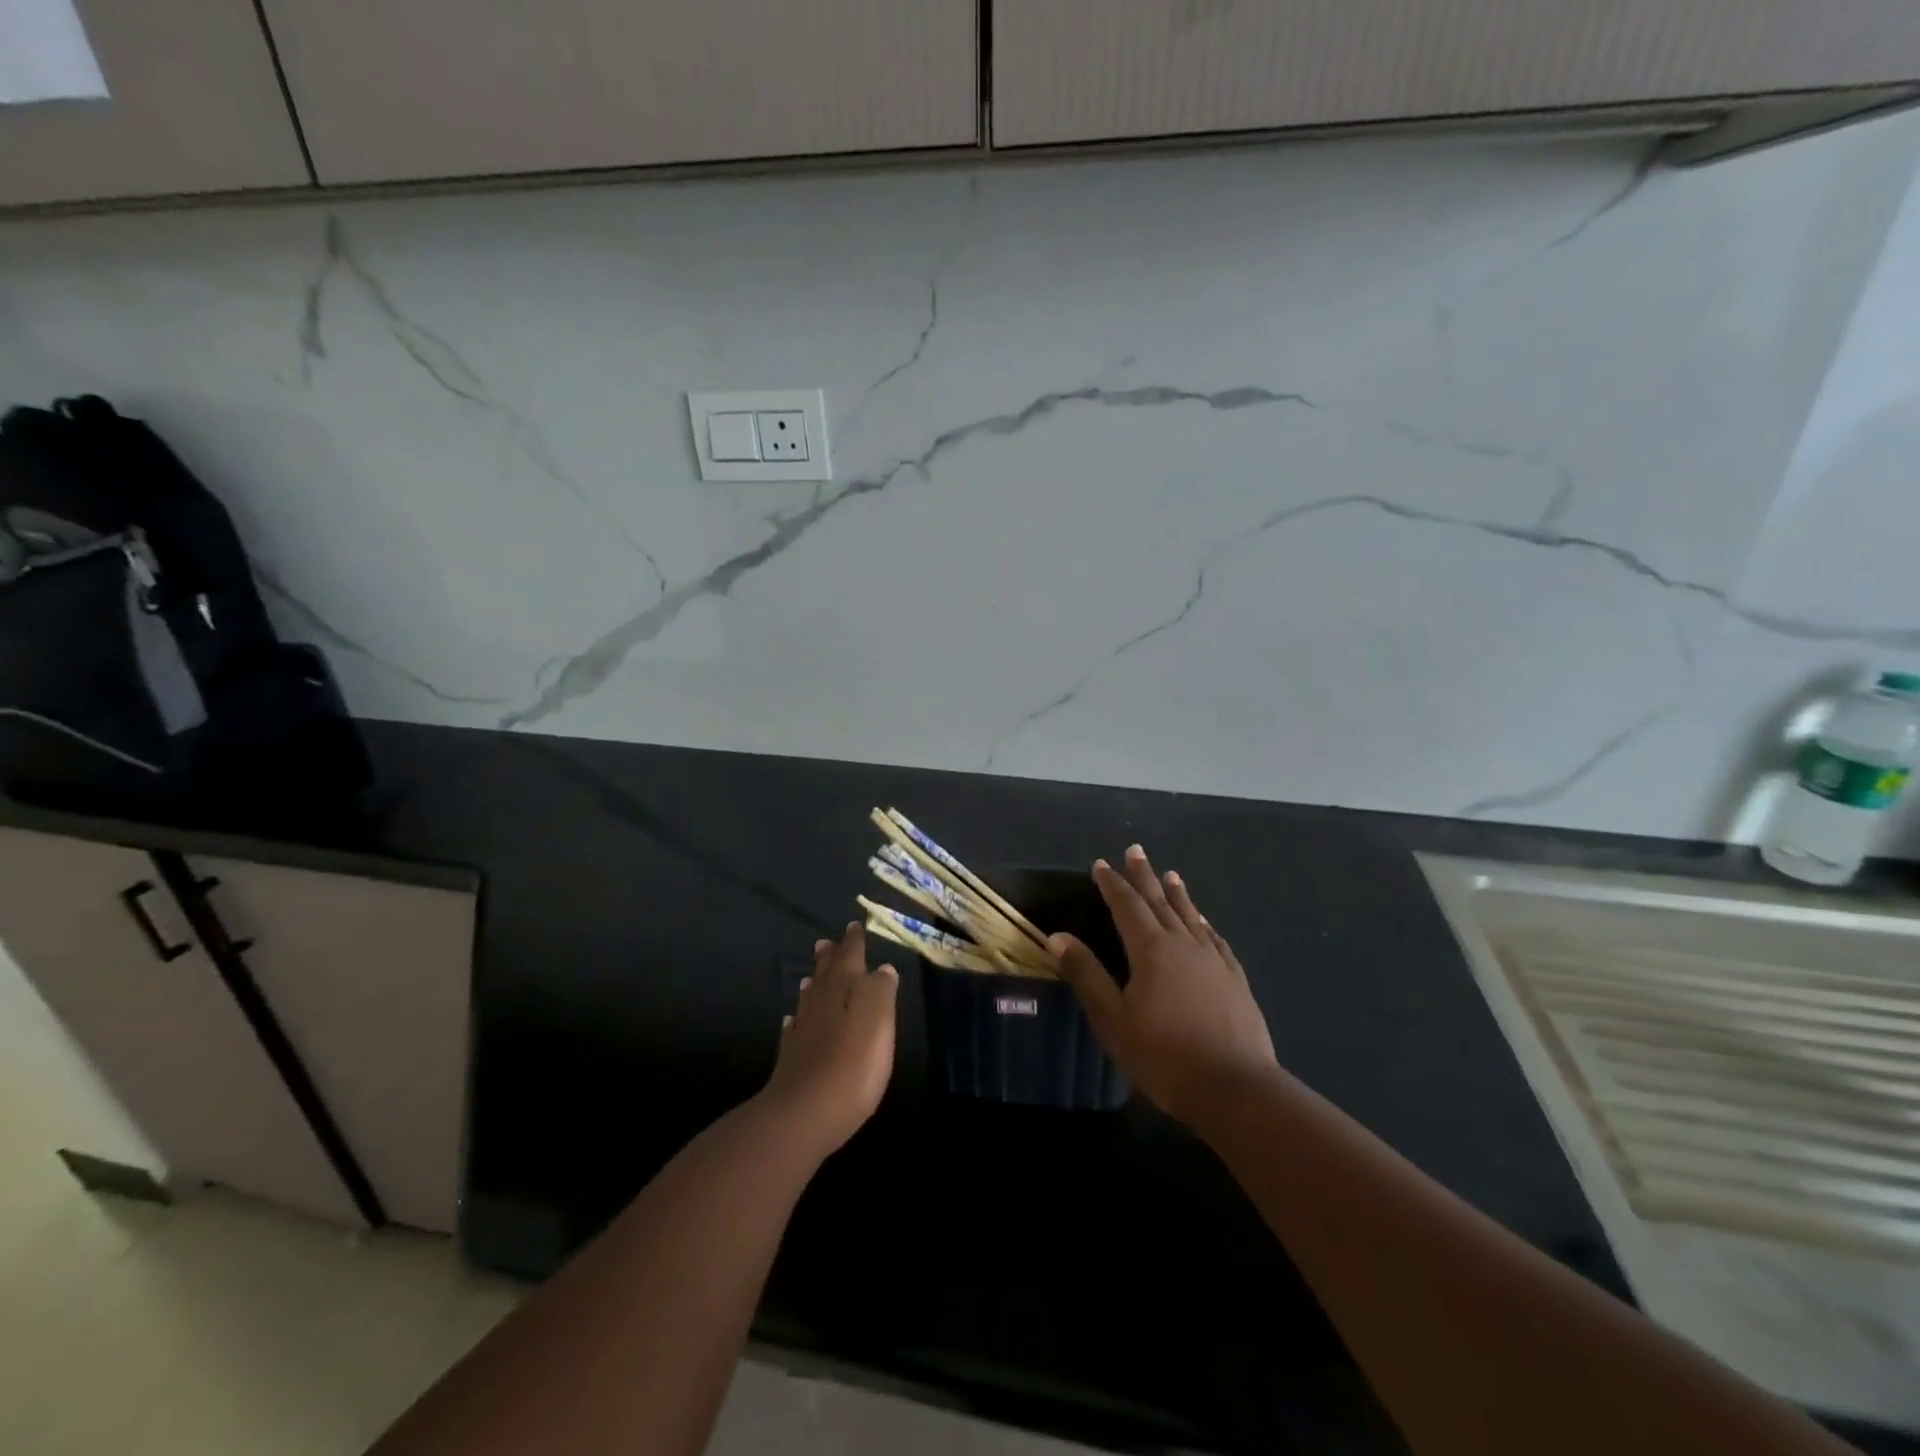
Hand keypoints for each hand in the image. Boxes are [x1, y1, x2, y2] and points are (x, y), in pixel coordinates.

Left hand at [761, 922, 897, 1156]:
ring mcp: (802, 1031)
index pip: (850, 957)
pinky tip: (793, 1022)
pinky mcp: (792, 1059)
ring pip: (809, 999)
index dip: (854, 941)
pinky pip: (794, 1029)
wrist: (804, 1114)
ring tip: (813, 975)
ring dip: (814, 984)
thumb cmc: (852, 1065)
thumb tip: (882, 968)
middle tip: (827, 942)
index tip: (854, 925)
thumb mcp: (878, 1020)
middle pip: (826, 974)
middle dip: (830, 957)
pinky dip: (797, 1020)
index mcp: (844, 990)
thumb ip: (881, 991)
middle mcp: (820, 1004)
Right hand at [1051, 844, 1277, 1125]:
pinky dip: (1204, 923)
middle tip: (1136, 850)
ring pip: (1190, 916)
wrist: (1234, 1089)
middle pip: (1160, 901)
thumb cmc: (1163, 1056)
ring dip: (1177, 894)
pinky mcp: (1235, 979)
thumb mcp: (1112, 1019)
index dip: (1112, 884)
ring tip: (1171, 874)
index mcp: (1151, 950)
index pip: (1127, 906)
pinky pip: (1215, 939)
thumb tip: (1058, 936)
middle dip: (1144, 876)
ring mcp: (1214, 960)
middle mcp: (1184, 944)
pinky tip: (1204, 922)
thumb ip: (1086, 975)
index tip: (1101, 864)